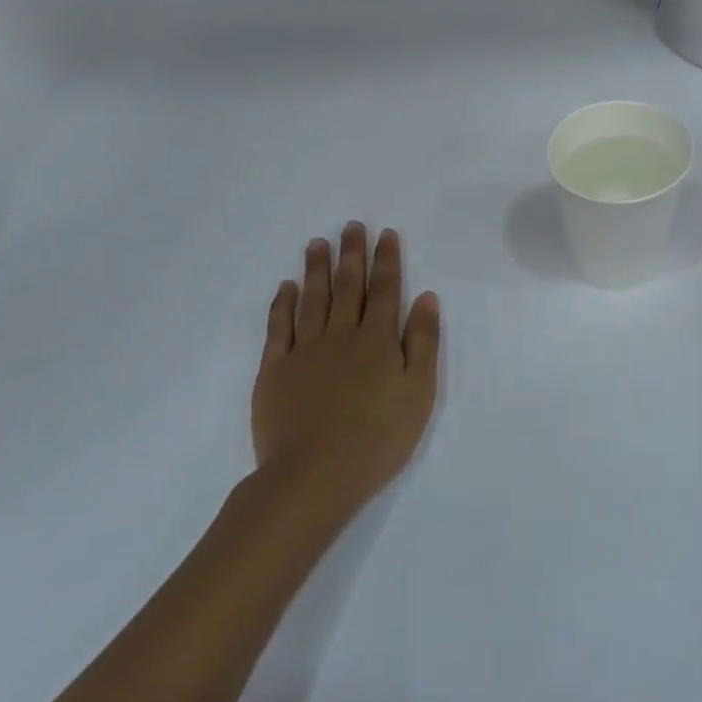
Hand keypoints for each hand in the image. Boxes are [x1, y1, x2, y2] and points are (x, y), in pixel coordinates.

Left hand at [251, 223, 441, 525]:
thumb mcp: (419, 392)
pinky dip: (283, 304)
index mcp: (378, 341)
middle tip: (351, 225)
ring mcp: (304, 351)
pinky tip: (286, 287)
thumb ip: (422, 342)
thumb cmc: (378, 437)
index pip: (386, 290)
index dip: (387, 260)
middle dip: (351, 254)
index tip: (385, 233)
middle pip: (348, 287)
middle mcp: (341, 336)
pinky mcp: (275, 371)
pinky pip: (279, 328)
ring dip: (316, 269)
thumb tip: (426, 297)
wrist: (313, 476)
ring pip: (312, 299)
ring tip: (317, 243)